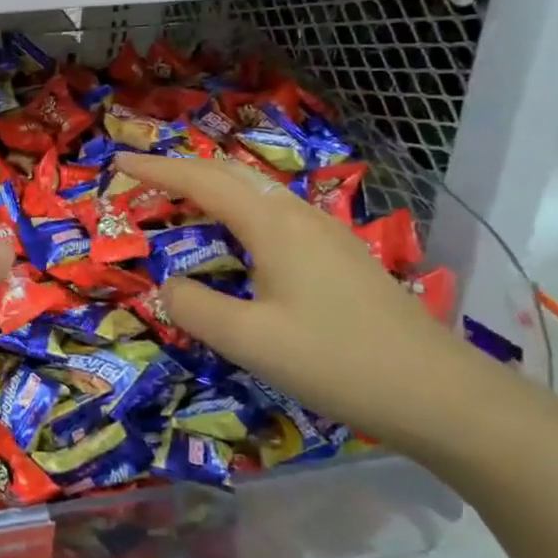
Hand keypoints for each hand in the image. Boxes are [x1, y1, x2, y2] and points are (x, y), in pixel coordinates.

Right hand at [114, 152, 497, 455]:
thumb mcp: (251, 342)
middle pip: (230, 173)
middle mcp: (297, 215)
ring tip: (178, 202)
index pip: (201, 181)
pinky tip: (235, 240)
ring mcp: (324, 232)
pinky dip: (236, 210)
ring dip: (210, 188)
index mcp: (273, 225)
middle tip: (140, 178)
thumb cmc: (338, 362)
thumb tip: (169, 285)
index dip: (155, 170)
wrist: (440, 393)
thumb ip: (196, 308)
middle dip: (181, 169)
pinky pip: (273, 213)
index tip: (116, 163)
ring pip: (255, 192)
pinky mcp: (338, 254)